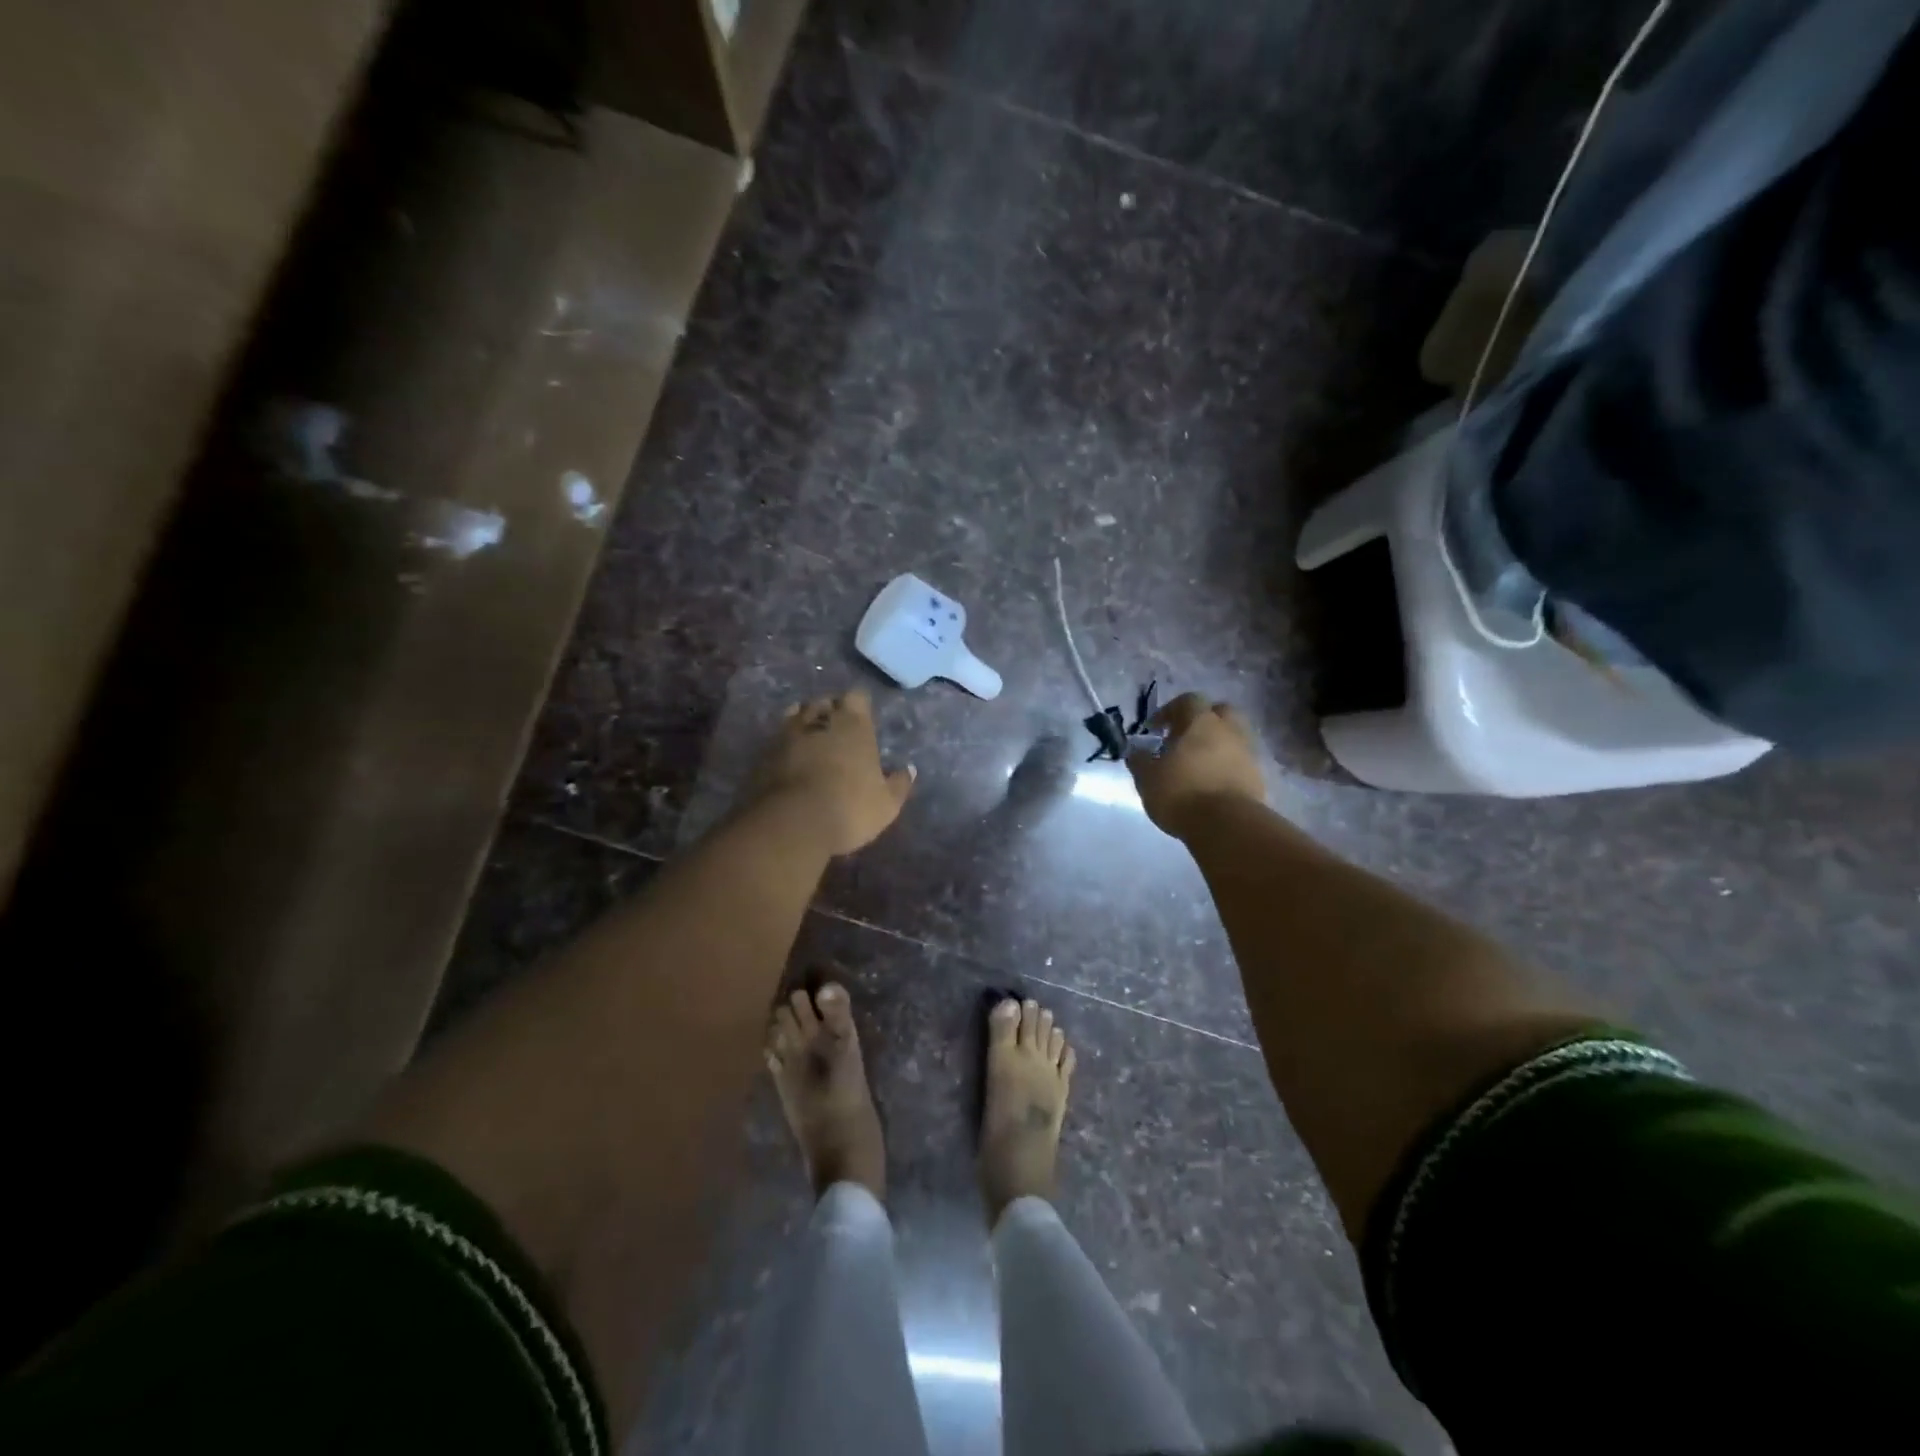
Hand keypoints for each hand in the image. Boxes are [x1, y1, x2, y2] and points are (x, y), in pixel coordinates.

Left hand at [747, 690, 914, 855]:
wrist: (791, 823)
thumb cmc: (849, 808)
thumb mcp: (886, 804)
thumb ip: (899, 784)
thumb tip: (909, 769)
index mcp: (854, 724)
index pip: (857, 697)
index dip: (859, 706)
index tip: (863, 719)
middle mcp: (820, 719)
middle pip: (825, 701)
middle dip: (830, 710)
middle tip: (837, 730)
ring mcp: (787, 733)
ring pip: (796, 714)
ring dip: (804, 723)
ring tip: (811, 740)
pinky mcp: (763, 752)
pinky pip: (777, 738)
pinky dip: (785, 744)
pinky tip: (789, 759)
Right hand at [1127, 693, 1264, 837]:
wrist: (1227, 826)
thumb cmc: (1181, 793)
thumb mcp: (1147, 778)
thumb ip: (1140, 761)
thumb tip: (1136, 751)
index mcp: (1201, 722)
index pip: (1188, 701)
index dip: (1169, 711)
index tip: (1155, 729)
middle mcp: (1229, 731)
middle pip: (1220, 712)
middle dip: (1202, 721)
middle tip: (1183, 739)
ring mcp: (1247, 754)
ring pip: (1232, 738)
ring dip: (1216, 745)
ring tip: (1196, 766)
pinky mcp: (1257, 778)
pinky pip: (1239, 763)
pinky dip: (1226, 767)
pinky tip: (1210, 784)